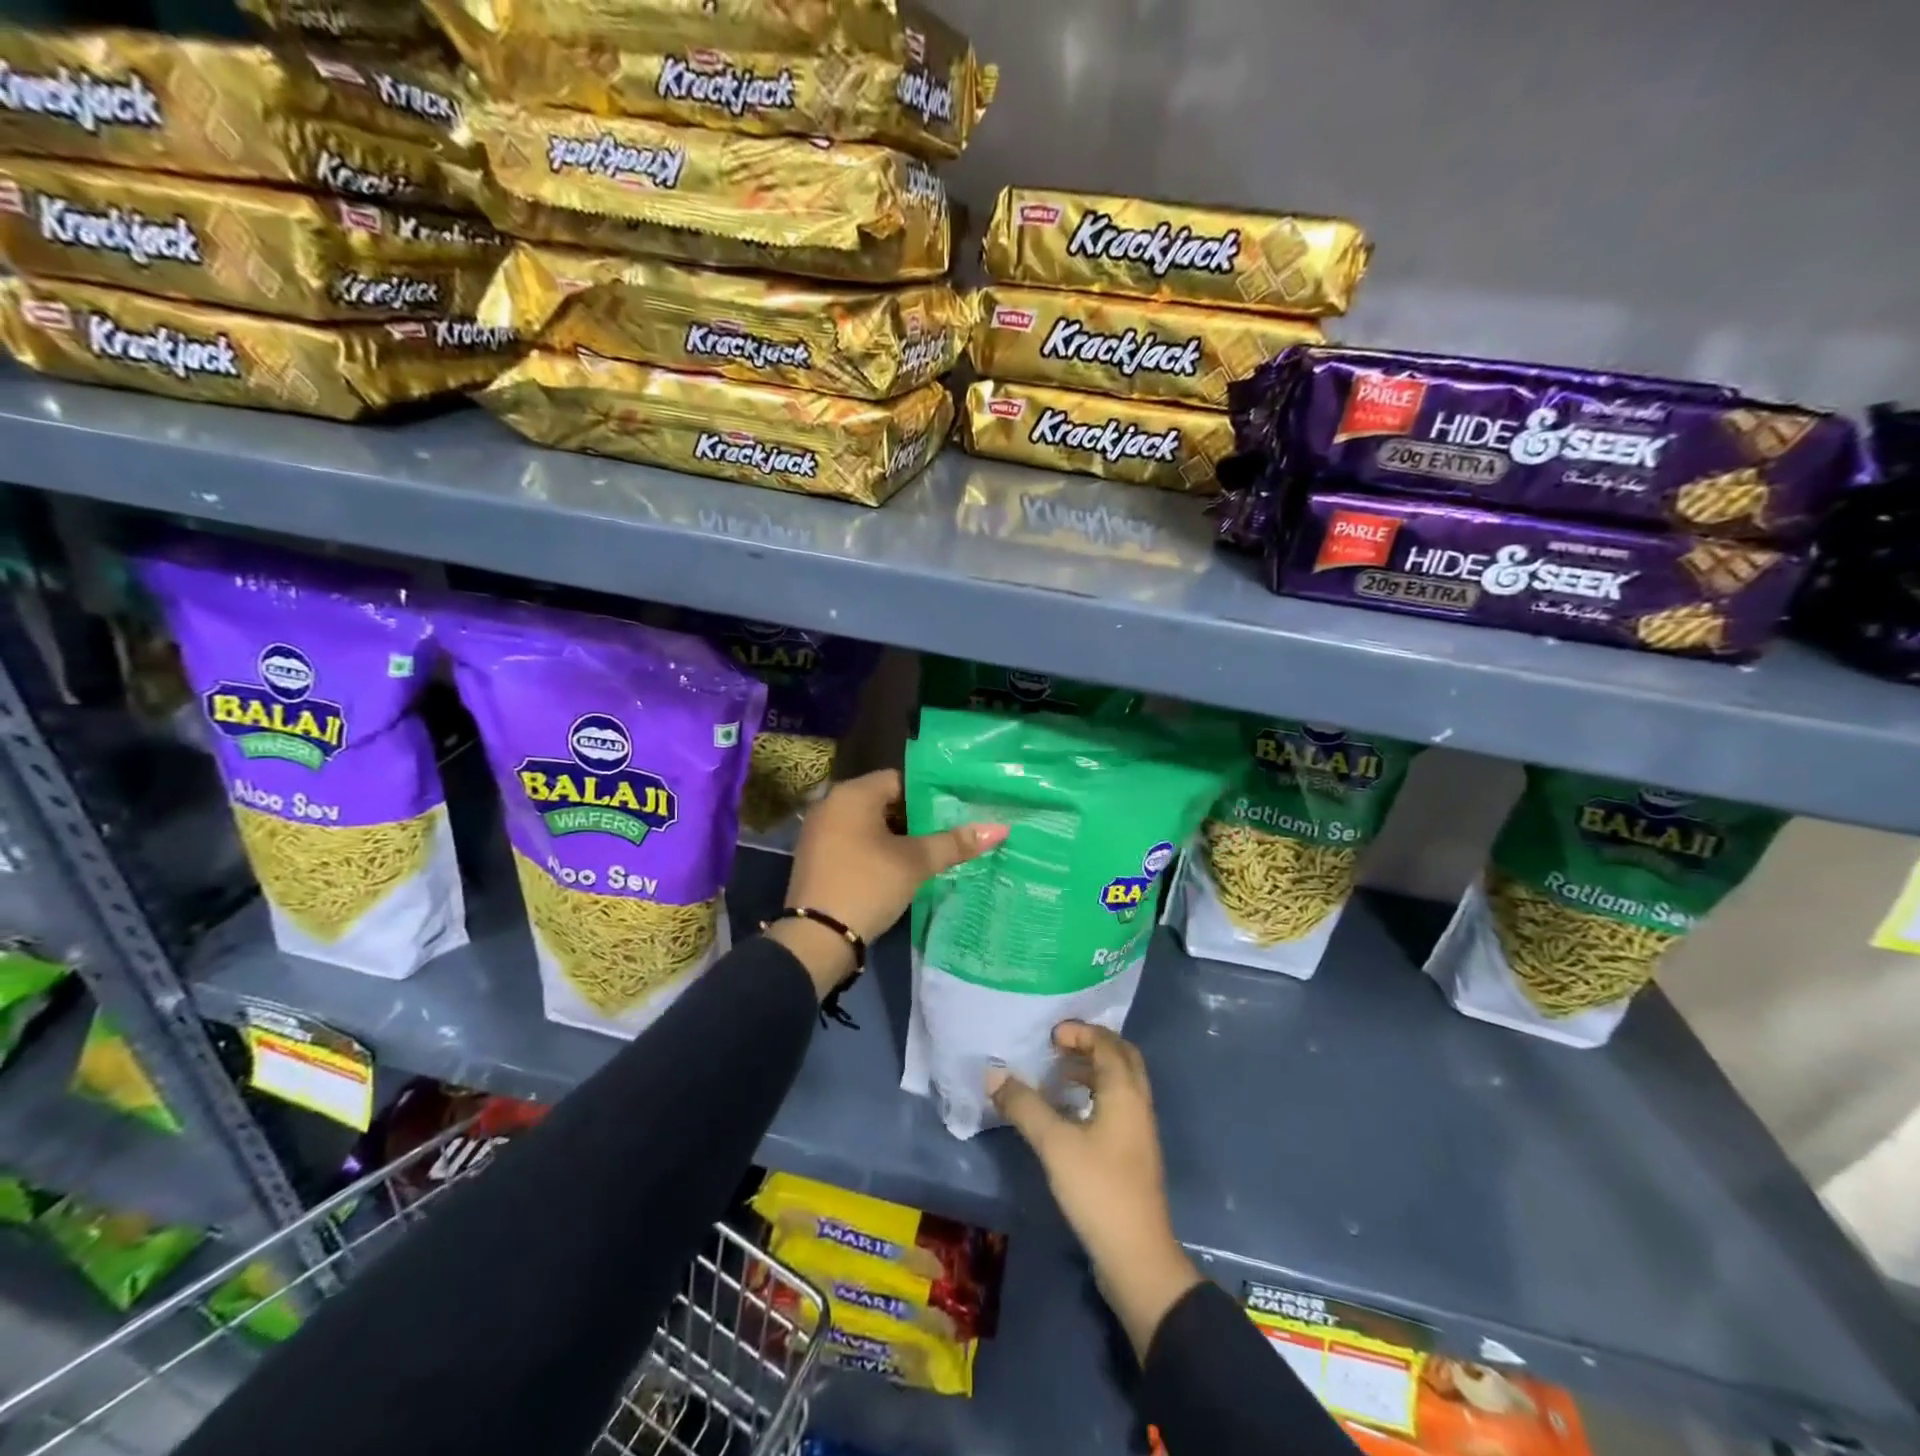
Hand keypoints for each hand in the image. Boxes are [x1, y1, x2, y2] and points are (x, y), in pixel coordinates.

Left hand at [771, 769, 1006, 1000]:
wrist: (816, 938)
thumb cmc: (867, 885)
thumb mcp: (914, 862)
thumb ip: (954, 843)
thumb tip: (1000, 829)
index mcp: (852, 794)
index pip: (900, 779)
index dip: (930, 795)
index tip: (954, 812)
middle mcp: (831, 804)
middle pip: (884, 801)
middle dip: (915, 818)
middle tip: (947, 834)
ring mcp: (819, 832)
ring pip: (868, 824)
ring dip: (896, 837)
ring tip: (929, 853)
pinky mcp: (816, 857)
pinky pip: (853, 842)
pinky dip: (875, 850)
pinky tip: (897, 869)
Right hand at [989, 1022, 1200, 1361]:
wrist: (1137, 1257)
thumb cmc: (1098, 1189)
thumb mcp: (1054, 1143)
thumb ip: (1024, 1105)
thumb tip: (993, 1073)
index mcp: (1125, 1092)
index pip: (1107, 1043)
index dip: (1080, 1032)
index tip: (1050, 1035)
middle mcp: (1138, 1103)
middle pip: (1121, 1058)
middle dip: (1091, 1045)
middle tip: (1058, 1046)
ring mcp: (1139, 1130)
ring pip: (1120, 1083)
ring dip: (1092, 1070)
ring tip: (1057, 1076)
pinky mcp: (1133, 1153)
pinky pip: (1117, 1105)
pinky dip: (1094, 1095)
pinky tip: (1068, 1113)